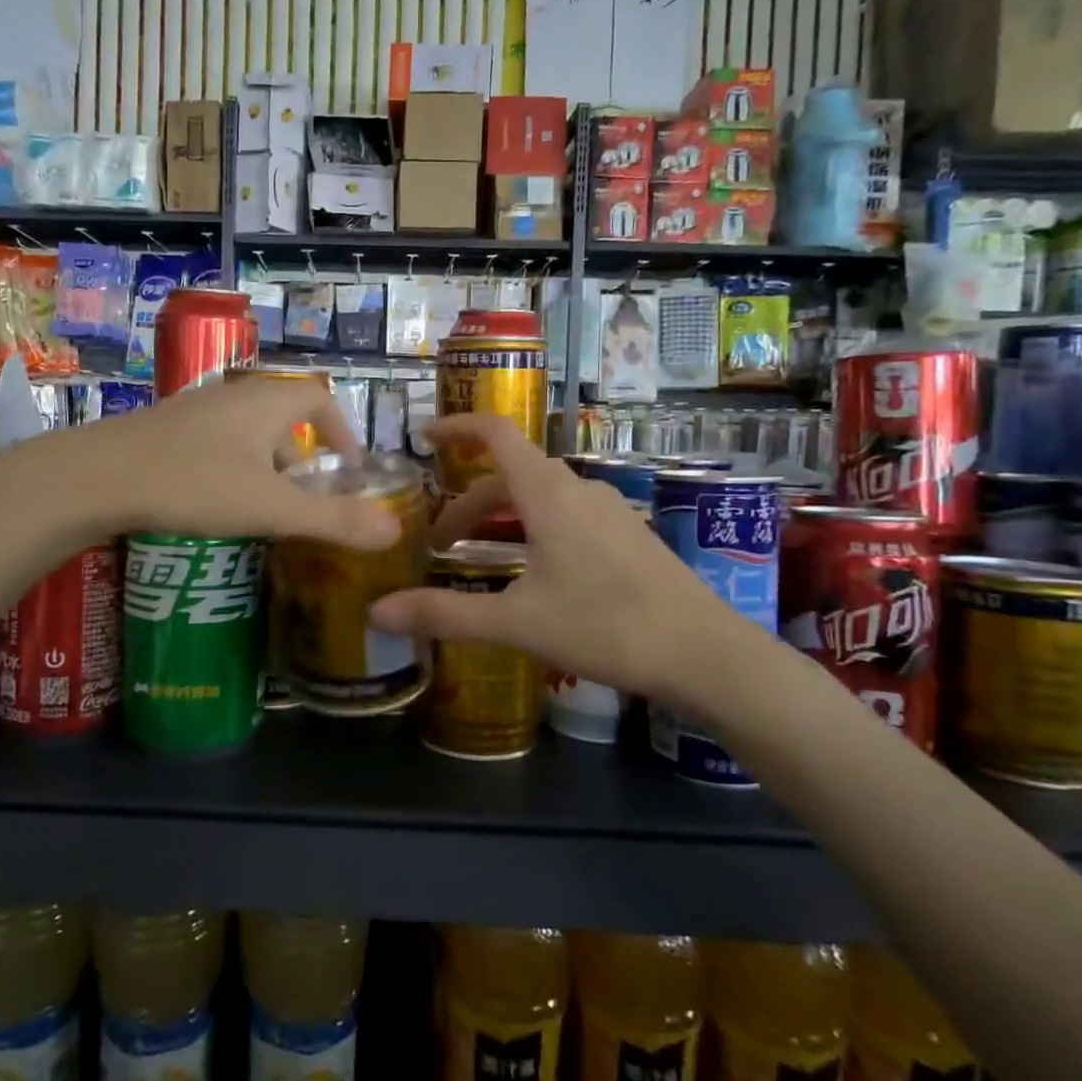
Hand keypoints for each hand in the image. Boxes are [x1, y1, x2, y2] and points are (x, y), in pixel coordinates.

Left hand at [86, 376, 400, 549]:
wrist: (94, 476)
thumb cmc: (193, 484)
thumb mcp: (270, 508)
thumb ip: (333, 520)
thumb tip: (393, 530)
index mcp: (266, 401)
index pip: (319, 397)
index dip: (341, 429)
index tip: (347, 466)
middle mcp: (233, 395)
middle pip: (284, 414)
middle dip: (302, 453)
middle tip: (305, 495)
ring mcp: (195, 409)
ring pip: (247, 429)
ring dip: (265, 462)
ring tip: (263, 505)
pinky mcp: (165, 429)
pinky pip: (216, 441)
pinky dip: (232, 465)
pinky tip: (214, 500)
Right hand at [371, 416, 752, 712]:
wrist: (705, 653)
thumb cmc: (605, 626)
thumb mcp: (516, 622)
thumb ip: (445, 614)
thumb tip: (376, 612)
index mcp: (548, 493)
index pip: (496, 433)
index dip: (457, 427)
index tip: (423, 438)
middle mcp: (578, 490)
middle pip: (511, 474)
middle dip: (469, 500)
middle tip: (440, 541)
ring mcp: (609, 511)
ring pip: (541, 496)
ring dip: (503, 516)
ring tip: (481, 556)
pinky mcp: (628, 535)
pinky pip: (567, 514)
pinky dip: (534, 527)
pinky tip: (536, 573)